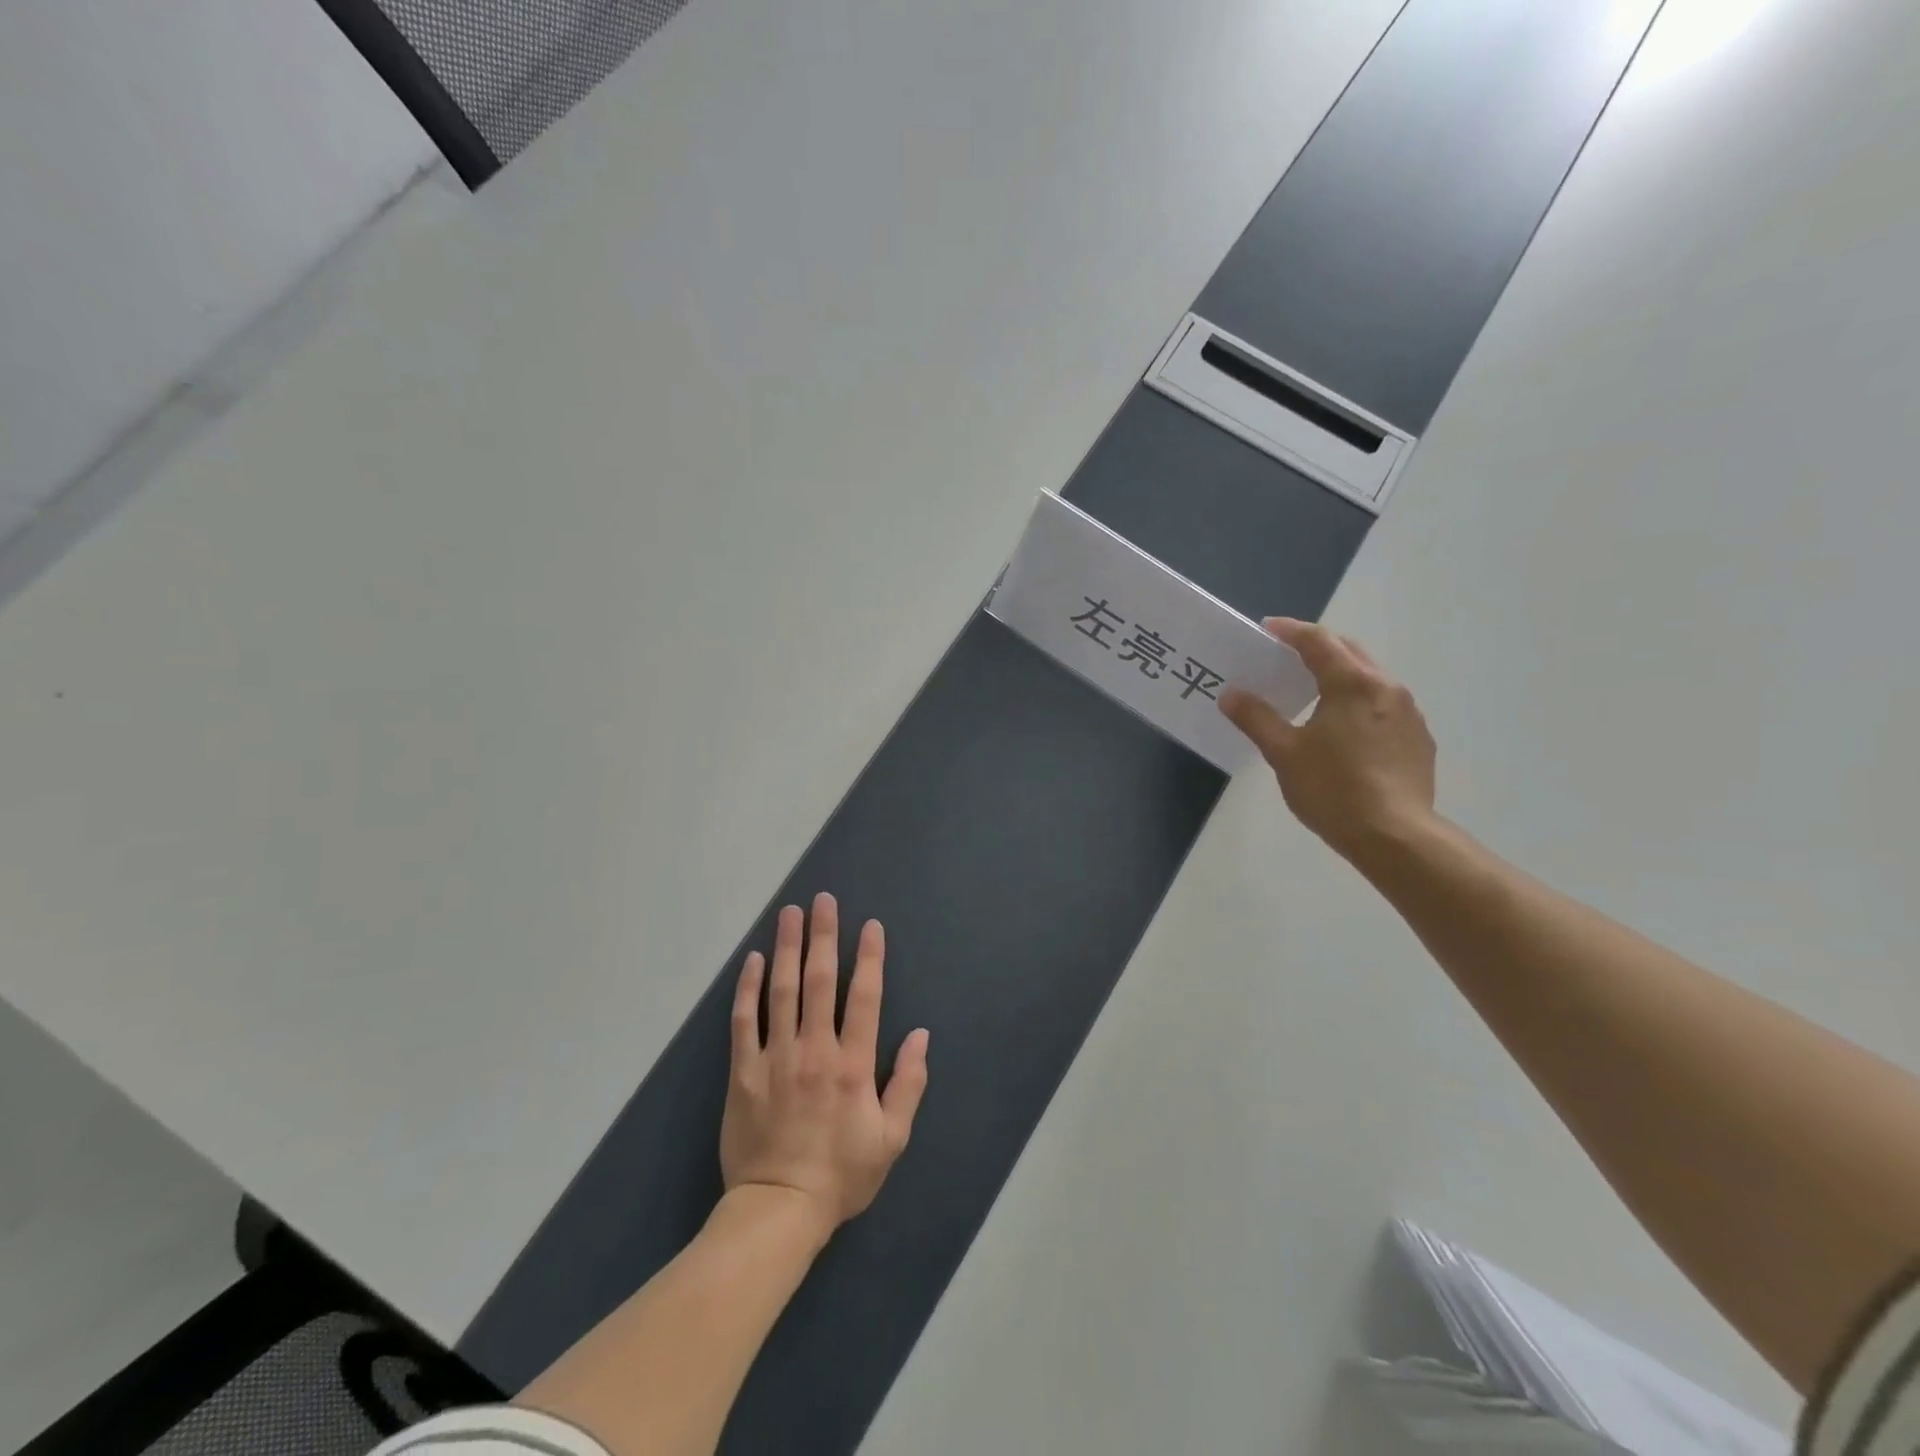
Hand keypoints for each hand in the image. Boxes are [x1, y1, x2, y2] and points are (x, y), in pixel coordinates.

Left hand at [720, 893, 929, 1240]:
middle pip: (820, 981)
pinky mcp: (743, 1072)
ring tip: (790, 913)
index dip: (869, 958)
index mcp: (853, 1065)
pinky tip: (755, 959)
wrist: (778, 1209)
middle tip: (824, 900)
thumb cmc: (842, 1175)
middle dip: (824, 936)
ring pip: (782, 991)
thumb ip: (908, 1084)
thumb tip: (921, 1035)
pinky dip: (749, 988)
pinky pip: (745, 1021)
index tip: (870, 926)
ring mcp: (776, 1058)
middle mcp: (815, 1050)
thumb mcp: (891, 1138)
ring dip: (788, 948)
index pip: (865, 998)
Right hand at [1219, 618, 1437, 866]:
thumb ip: (1257, 718)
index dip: (1291, 631)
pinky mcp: (1418, 739)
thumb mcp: (1283, 753)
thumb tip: (1231, 694)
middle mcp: (1386, 688)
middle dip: (1319, 647)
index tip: (1268, 629)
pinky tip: (1344, 729)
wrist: (1395, 836)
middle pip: (1350, 652)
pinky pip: (1384, 705)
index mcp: (1351, 684)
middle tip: (1288, 655)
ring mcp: (1408, 713)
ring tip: (1314, 691)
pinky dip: (1360, 702)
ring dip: (1341, 674)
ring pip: (1371, 678)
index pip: (1318, 641)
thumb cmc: (1332, 788)